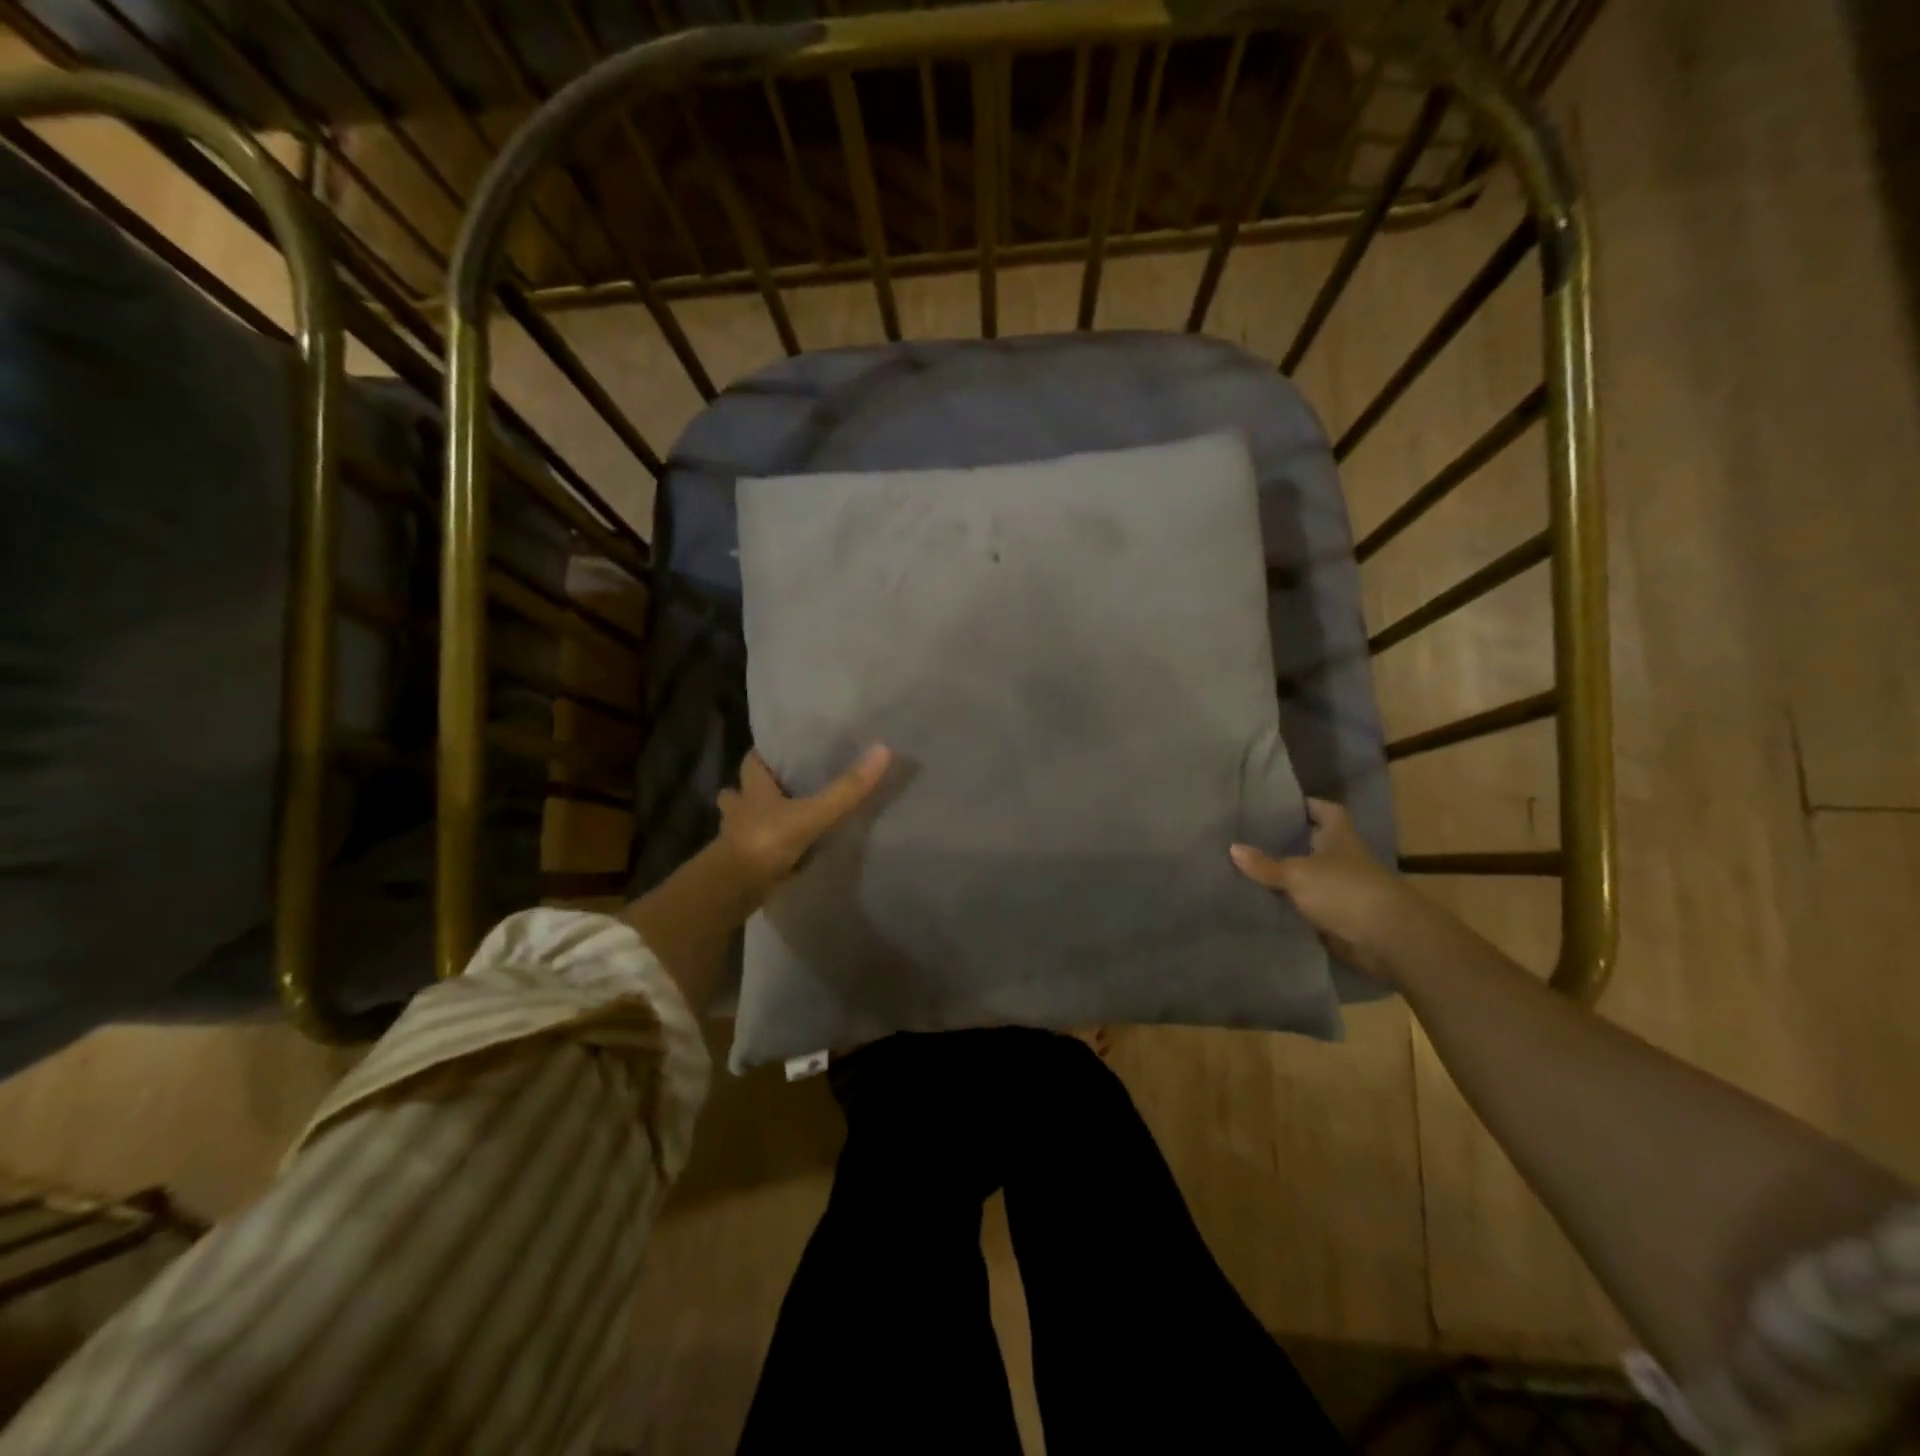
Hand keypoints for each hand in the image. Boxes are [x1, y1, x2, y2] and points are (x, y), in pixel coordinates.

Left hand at [717, 745, 891, 890]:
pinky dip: (762, 850)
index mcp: (753, 790)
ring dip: (754, 821)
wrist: (731, 890)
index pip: (752, 762)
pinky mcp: (738, 867)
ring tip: (778, 821)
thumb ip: (846, 789)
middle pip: (740, 793)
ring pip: (741, 823)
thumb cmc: (766, 841)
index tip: (779, 751)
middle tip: (779, 787)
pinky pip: (750, 851)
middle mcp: (739, 811)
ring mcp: (735, 840)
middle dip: (753, 790)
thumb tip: (883, 750)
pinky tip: (779, 855)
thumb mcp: (813, 813)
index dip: (763, 755)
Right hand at [1230, 798, 1414, 977]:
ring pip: (1310, 876)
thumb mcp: (1297, 874)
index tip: (1279, 803)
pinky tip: (1264, 902)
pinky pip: (1310, 906)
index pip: (1326, 810)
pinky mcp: (1341, 917)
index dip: (1307, 804)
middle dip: (1290, 840)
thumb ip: (1265, 864)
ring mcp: (1344, 889)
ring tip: (1249, 869)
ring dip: (1288, 876)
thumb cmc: (1344, 890)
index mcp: (1340, 837)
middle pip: (1316, 843)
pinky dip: (1292, 905)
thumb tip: (1232, 848)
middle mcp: (1344, 859)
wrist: (1388, 939)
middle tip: (1252, 836)